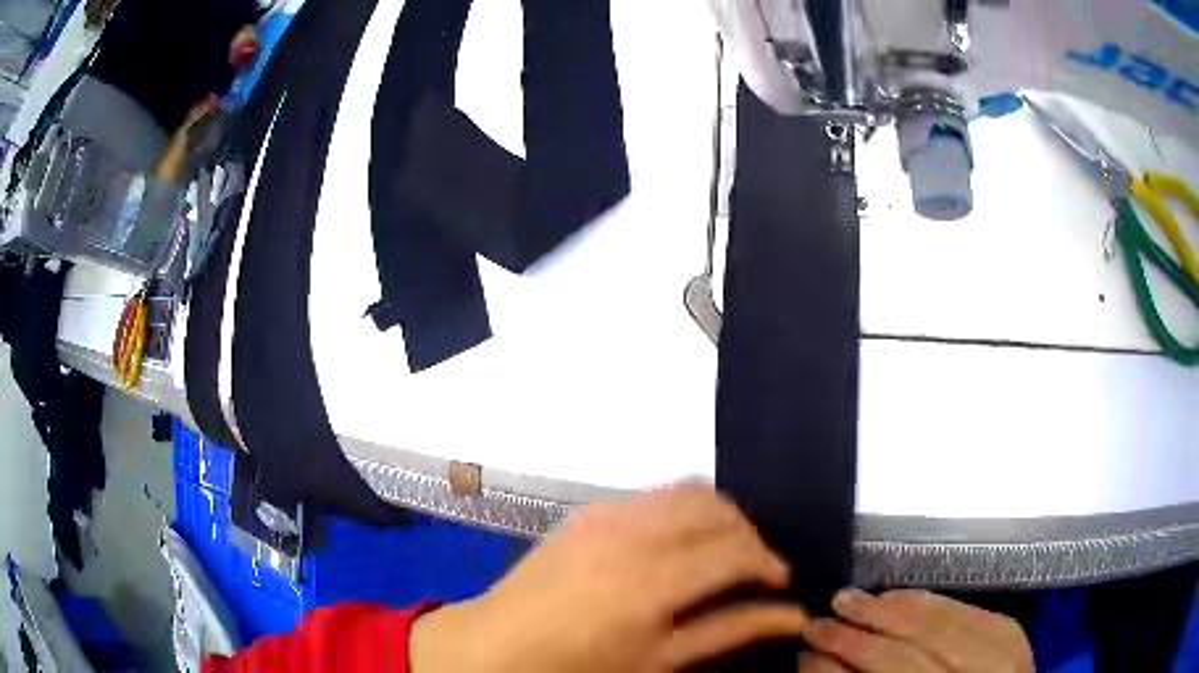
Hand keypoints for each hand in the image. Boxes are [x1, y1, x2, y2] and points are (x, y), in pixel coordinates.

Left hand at [411, 484, 807, 672]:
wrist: (494, 646)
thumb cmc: (578, 668)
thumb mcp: (659, 662)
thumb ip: (728, 632)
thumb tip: (791, 616)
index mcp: (650, 583)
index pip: (735, 550)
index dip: (769, 563)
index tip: (782, 583)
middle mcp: (631, 534)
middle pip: (718, 509)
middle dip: (750, 536)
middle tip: (755, 570)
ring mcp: (605, 513)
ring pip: (689, 491)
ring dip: (719, 517)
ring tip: (722, 554)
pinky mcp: (588, 509)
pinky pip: (654, 495)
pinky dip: (682, 511)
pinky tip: (678, 545)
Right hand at [799, 589, 1033, 672]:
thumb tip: (816, 657)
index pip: (893, 671)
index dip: (850, 650)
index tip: (810, 633)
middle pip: (921, 643)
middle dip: (870, 623)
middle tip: (832, 604)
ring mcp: (1006, 659)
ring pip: (950, 621)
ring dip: (903, 605)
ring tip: (865, 595)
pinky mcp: (1016, 640)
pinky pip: (974, 611)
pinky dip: (939, 602)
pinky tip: (912, 595)